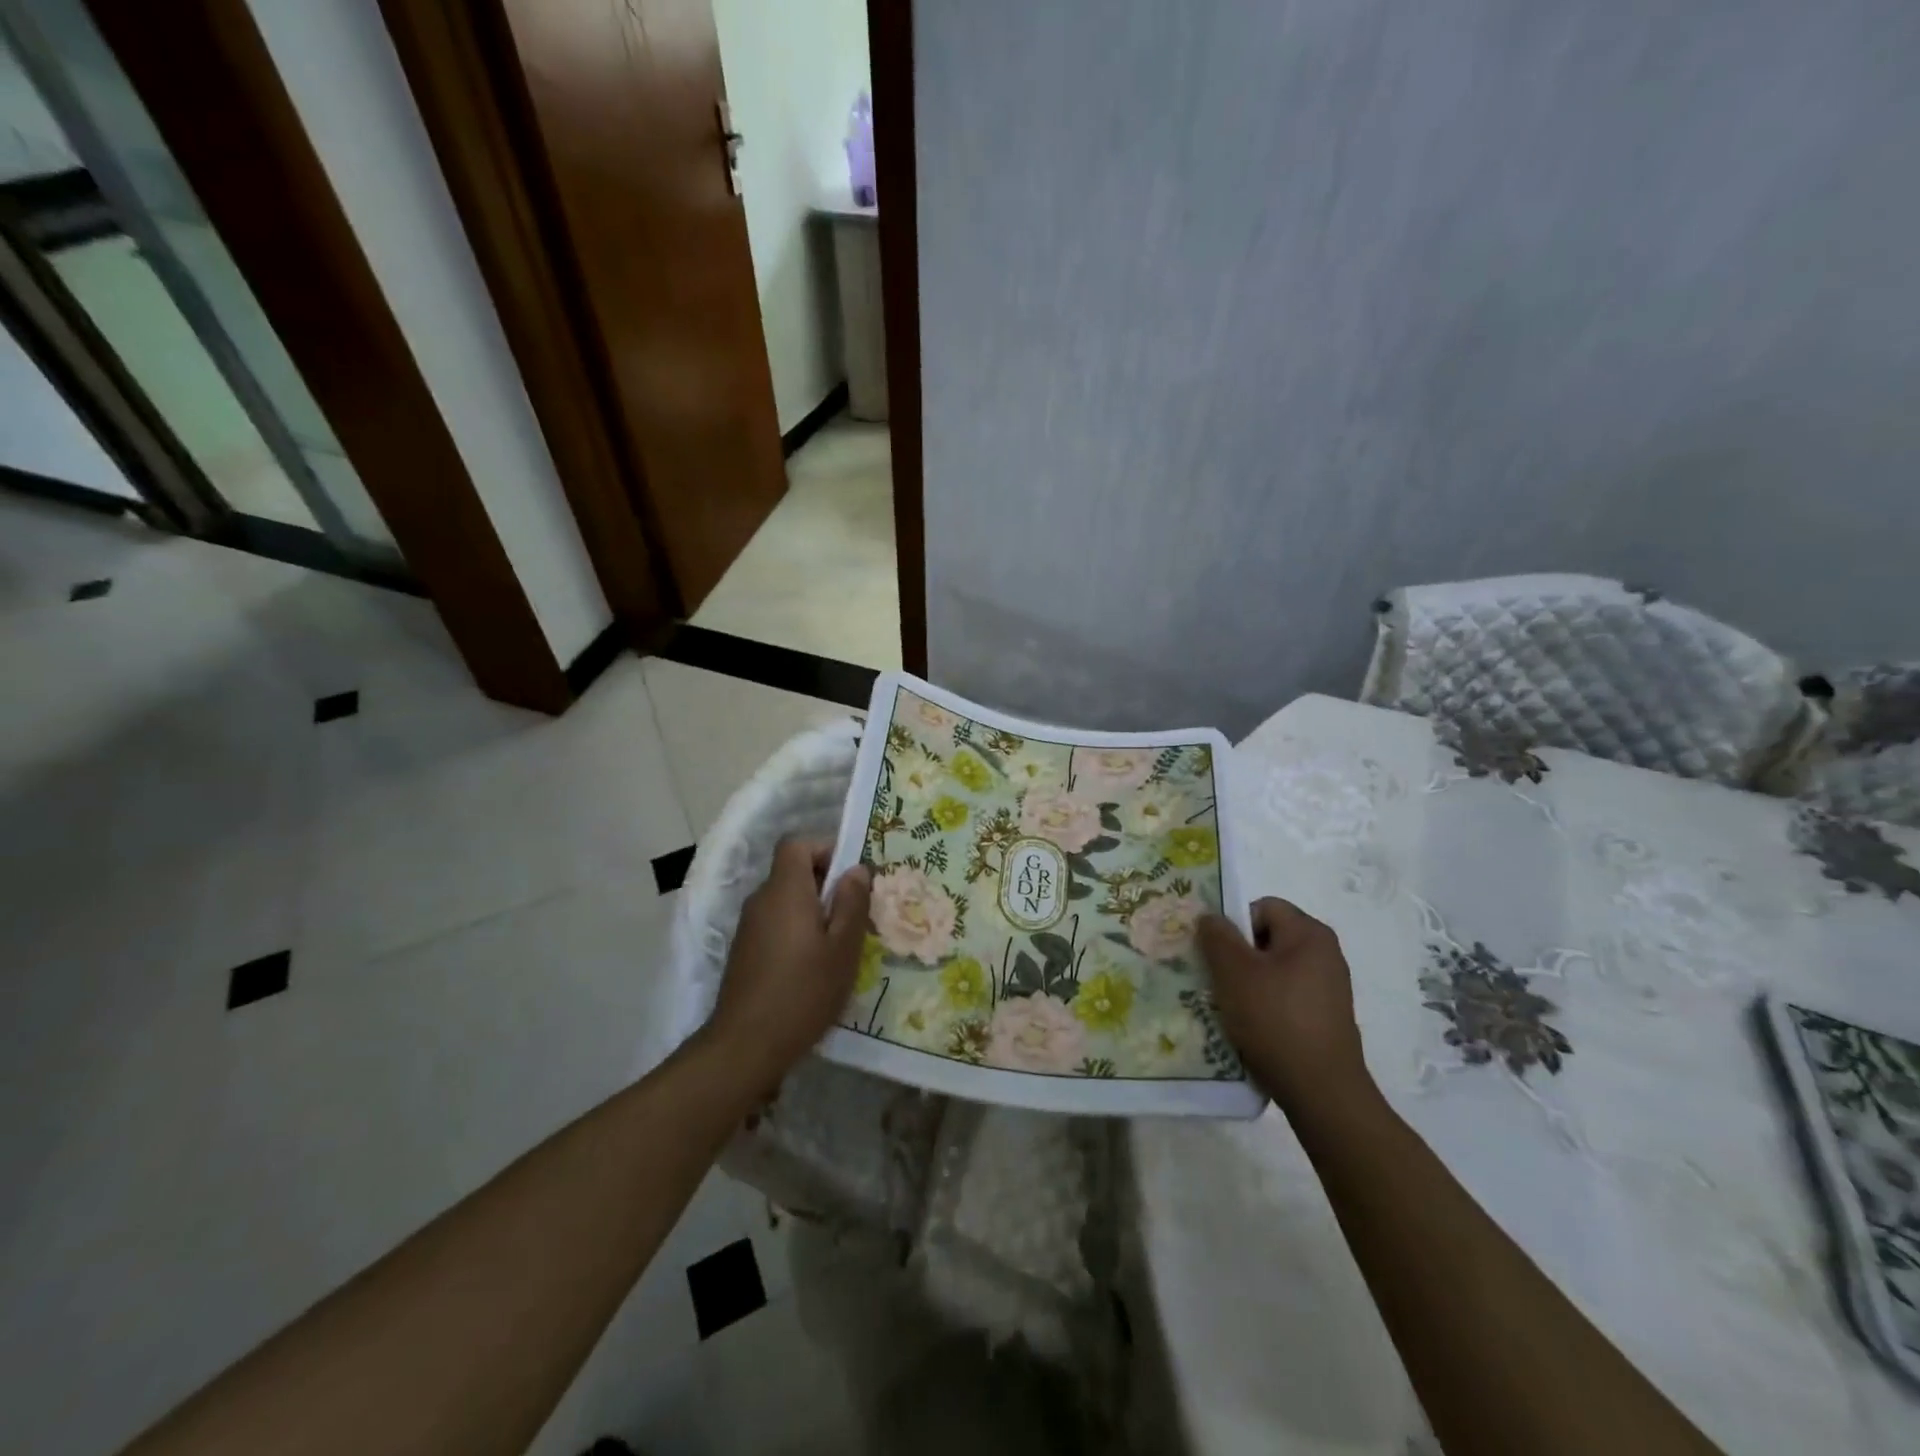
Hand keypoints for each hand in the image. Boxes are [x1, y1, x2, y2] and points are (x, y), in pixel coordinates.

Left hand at [703, 838, 871, 1091]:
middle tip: (856, 912)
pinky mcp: (745, 952)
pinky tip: (815, 965)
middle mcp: (762, 900)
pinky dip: (797, 930)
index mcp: (785, 891)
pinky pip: (776, 924)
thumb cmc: (803, 991)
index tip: (851, 875)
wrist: (745, 1046)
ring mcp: (749, 927)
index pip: (797, 844)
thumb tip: (856, 869)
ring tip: (841, 942)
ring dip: (813, 910)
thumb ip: (852, 903)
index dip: (825, 849)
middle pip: (793, 872)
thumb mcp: (843, 948)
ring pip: (786, 900)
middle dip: (826, 884)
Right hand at [1198, 898, 1370, 1110]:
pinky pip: (1285, 998)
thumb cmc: (1275, 1020)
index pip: (1262, 907)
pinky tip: (1249, 1028)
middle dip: (1237, 956)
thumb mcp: (1234, 972)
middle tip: (1216, 980)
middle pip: (1267, 939)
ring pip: (1273, 971)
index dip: (1234, 925)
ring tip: (1229, 1008)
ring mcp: (1328, 989)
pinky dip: (1264, 1007)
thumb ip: (1217, 937)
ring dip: (1247, 984)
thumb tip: (1211, 917)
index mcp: (1309, 934)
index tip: (1215, 954)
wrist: (1322, 1092)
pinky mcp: (1325, 1019)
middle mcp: (1325, 955)